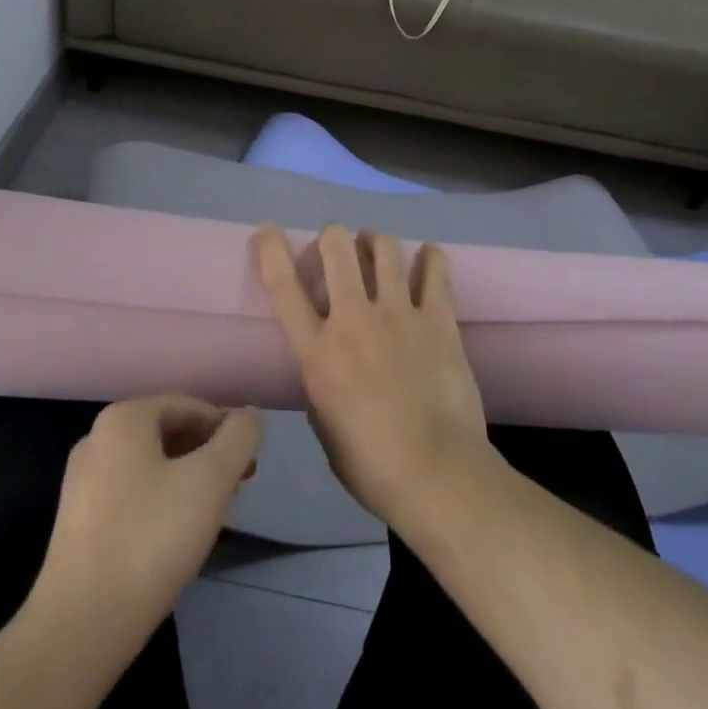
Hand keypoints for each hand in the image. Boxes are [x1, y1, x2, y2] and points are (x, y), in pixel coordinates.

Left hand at [32, 397, 261, 637]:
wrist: (80, 628)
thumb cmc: (151, 540)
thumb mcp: (211, 482)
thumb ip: (239, 439)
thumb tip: (249, 417)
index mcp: (124, 418)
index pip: (190, 407)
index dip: (226, 431)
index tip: (249, 468)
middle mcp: (97, 438)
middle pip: (168, 433)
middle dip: (207, 456)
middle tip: (235, 490)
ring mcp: (81, 481)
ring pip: (150, 465)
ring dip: (186, 480)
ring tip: (210, 516)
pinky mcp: (77, 522)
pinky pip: (130, 494)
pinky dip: (159, 502)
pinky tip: (173, 537)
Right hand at [256, 224, 494, 533]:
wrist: (438, 477)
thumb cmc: (372, 467)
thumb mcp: (324, 426)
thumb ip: (321, 382)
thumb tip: (329, 362)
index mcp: (318, 352)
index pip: (284, 287)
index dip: (272, 251)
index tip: (268, 231)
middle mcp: (354, 321)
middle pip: (337, 248)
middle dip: (333, 237)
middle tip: (339, 248)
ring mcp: (399, 316)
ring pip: (384, 249)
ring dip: (376, 242)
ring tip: (378, 249)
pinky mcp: (438, 320)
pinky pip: (435, 271)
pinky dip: (430, 258)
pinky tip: (427, 259)